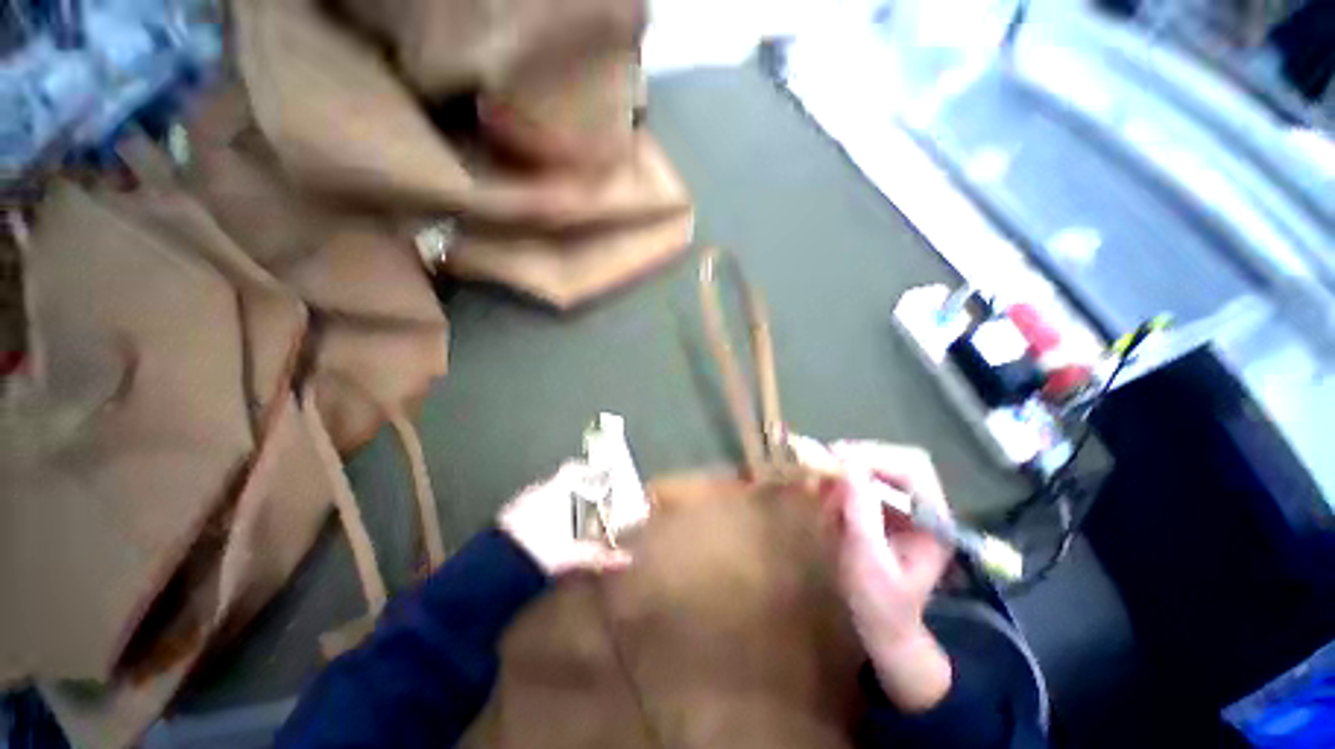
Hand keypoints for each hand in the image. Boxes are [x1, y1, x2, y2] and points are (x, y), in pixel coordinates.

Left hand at [498, 461, 632, 575]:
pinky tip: (543, 533)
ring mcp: (520, 502)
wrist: (494, 567)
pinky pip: (529, 509)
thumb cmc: (538, 551)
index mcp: (555, 492)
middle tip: (586, 506)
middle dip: (574, 493)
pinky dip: (538, 516)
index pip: (573, 468)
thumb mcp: (573, 555)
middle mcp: (538, 491)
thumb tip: (626, 559)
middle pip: (560, 484)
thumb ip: (599, 555)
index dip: (586, 470)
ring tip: (566, 522)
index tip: (597, 476)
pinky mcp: (506, 517)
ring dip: (556, 505)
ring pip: (544, 497)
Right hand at [825, 441, 953, 712]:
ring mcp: (907, 507)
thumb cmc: (879, 604)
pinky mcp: (888, 509)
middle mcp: (925, 507)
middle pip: (897, 459)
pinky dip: (844, 482)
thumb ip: (861, 514)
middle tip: (826, 463)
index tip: (837, 459)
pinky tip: (830, 498)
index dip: (875, 457)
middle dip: (860, 457)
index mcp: (933, 521)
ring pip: (881, 466)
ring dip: (850, 470)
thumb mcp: (867, 562)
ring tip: (826, 486)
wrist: (884, 630)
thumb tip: (847, 467)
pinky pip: (867, 480)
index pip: (912, 468)